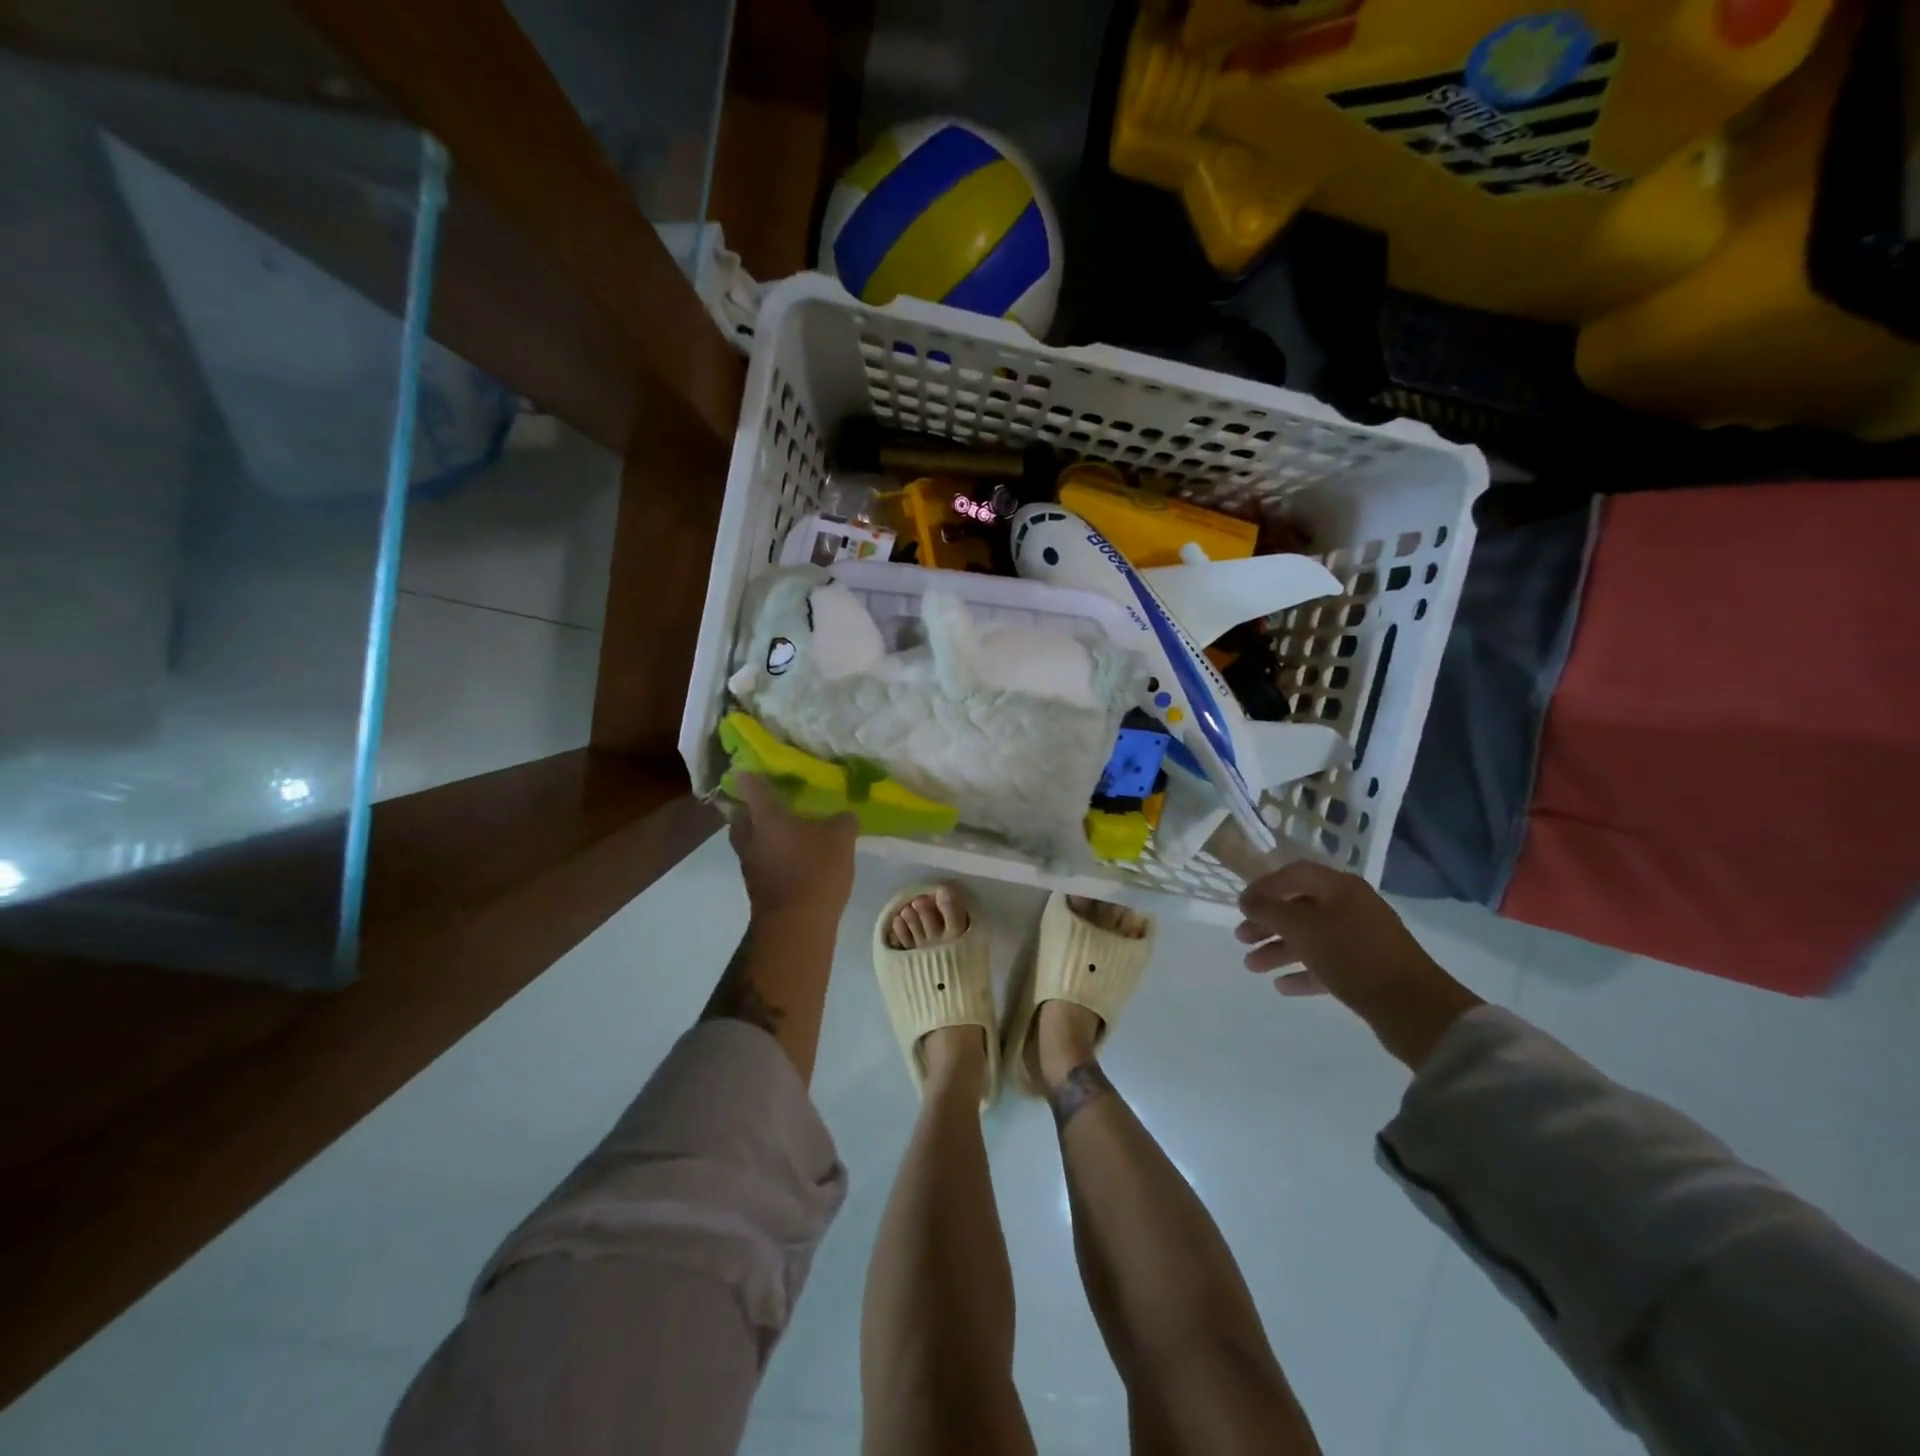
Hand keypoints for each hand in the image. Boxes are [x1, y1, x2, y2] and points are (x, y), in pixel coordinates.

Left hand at [728, 774, 857, 924]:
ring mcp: (749, 864)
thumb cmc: (815, 870)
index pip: (752, 786)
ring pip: (748, 841)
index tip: (752, 766)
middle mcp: (750, 837)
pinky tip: (791, 858)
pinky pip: (759, 862)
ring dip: (760, 835)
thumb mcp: (840, 838)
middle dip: (750, 808)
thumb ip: (842, 820)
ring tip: (783, 832)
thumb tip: (844, 815)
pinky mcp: (755, 887)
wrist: (795, 925)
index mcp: (766, 816)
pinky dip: (769, 856)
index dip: (751, 774)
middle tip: (769, 803)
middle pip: (740, 816)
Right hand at [1236, 861, 1481, 1066]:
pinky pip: (1326, 964)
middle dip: (1267, 923)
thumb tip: (1248, 900)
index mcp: (1340, 887)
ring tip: (1252, 967)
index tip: (1240, 906)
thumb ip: (1270, 910)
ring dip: (1279, 950)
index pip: (1294, 874)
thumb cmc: (1352, 955)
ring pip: (1311, 938)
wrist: (1413, 1007)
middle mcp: (1351, 907)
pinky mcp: (1367, 970)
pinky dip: (1303, 972)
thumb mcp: (1302, 927)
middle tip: (1241, 938)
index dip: (1264, 886)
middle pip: (1300, 908)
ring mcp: (1361, 939)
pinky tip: (1282, 986)